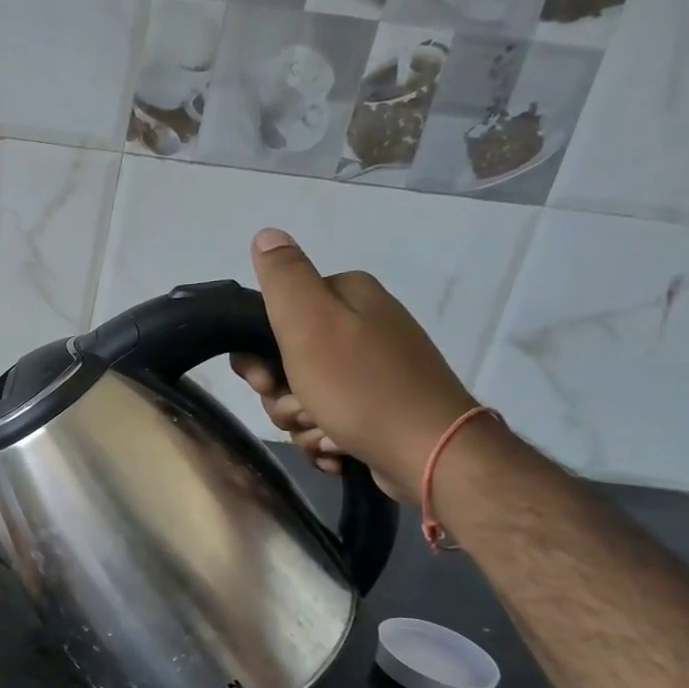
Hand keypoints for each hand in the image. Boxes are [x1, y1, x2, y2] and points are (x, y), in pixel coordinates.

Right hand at [229, 229, 476, 501]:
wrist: (431, 454)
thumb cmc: (361, 387)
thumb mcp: (310, 323)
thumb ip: (283, 277)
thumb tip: (265, 234)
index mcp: (347, 297)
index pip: (273, 319)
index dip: (258, 356)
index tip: (265, 381)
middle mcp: (362, 326)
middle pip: (286, 363)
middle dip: (283, 396)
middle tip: (301, 409)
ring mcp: (372, 371)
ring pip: (303, 397)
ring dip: (303, 422)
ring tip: (326, 434)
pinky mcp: (378, 410)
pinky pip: (328, 422)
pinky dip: (325, 439)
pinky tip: (337, 448)